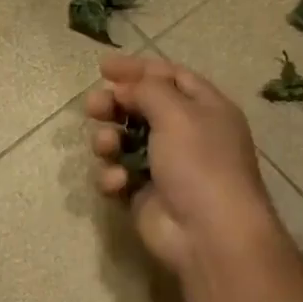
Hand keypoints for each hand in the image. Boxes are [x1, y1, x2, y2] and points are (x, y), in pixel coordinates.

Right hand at [86, 55, 280, 275]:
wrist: (208, 234)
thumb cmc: (199, 163)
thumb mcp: (177, 113)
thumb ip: (147, 90)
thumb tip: (124, 87)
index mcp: (205, 108)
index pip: (169, 76)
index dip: (138, 69)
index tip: (103, 67)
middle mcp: (186, 134)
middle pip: (141, 107)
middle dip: (114, 104)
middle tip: (93, 106)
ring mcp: (164, 167)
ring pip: (124, 141)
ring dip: (109, 140)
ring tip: (107, 147)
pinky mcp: (144, 195)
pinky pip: (118, 175)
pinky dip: (114, 176)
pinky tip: (118, 183)